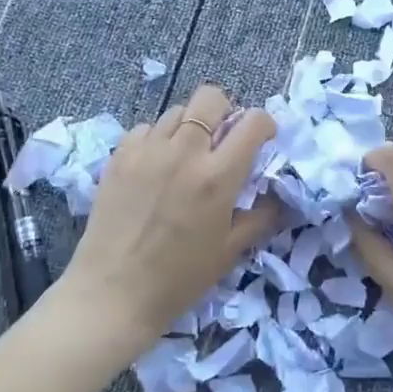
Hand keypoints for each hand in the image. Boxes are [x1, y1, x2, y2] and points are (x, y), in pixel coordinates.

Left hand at [62, 84, 284, 357]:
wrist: (113, 293)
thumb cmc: (179, 279)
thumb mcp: (230, 251)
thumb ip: (260, 217)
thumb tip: (279, 196)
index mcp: (218, 176)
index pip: (252, 122)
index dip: (264, 124)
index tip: (263, 139)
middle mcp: (184, 152)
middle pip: (210, 98)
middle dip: (226, 110)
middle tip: (223, 138)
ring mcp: (147, 150)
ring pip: (177, 110)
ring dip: (191, 125)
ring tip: (188, 154)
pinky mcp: (119, 156)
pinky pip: (146, 128)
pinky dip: (158, 138)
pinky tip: (157, 165)